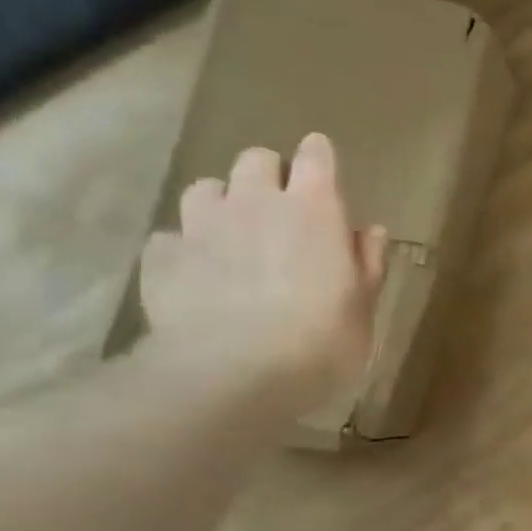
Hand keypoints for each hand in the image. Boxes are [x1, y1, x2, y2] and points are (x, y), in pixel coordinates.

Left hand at [138, 133, 387, 416]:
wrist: (234, 374)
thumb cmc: (321, 340)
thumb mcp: (363, 307)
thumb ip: (367, 263)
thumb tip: (369, 232)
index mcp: (313, 208)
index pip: (316, 156)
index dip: (319, 158)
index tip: (324, 171)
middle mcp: (255, 202)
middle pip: (255, 160)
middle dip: (269, 177)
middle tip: (282, 212)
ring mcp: (202, 226)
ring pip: (205, 189)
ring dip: (222, 204)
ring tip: (233, 237)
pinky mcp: (162, 257)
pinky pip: (171, 237)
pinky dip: (186, 249)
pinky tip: (197, 276)